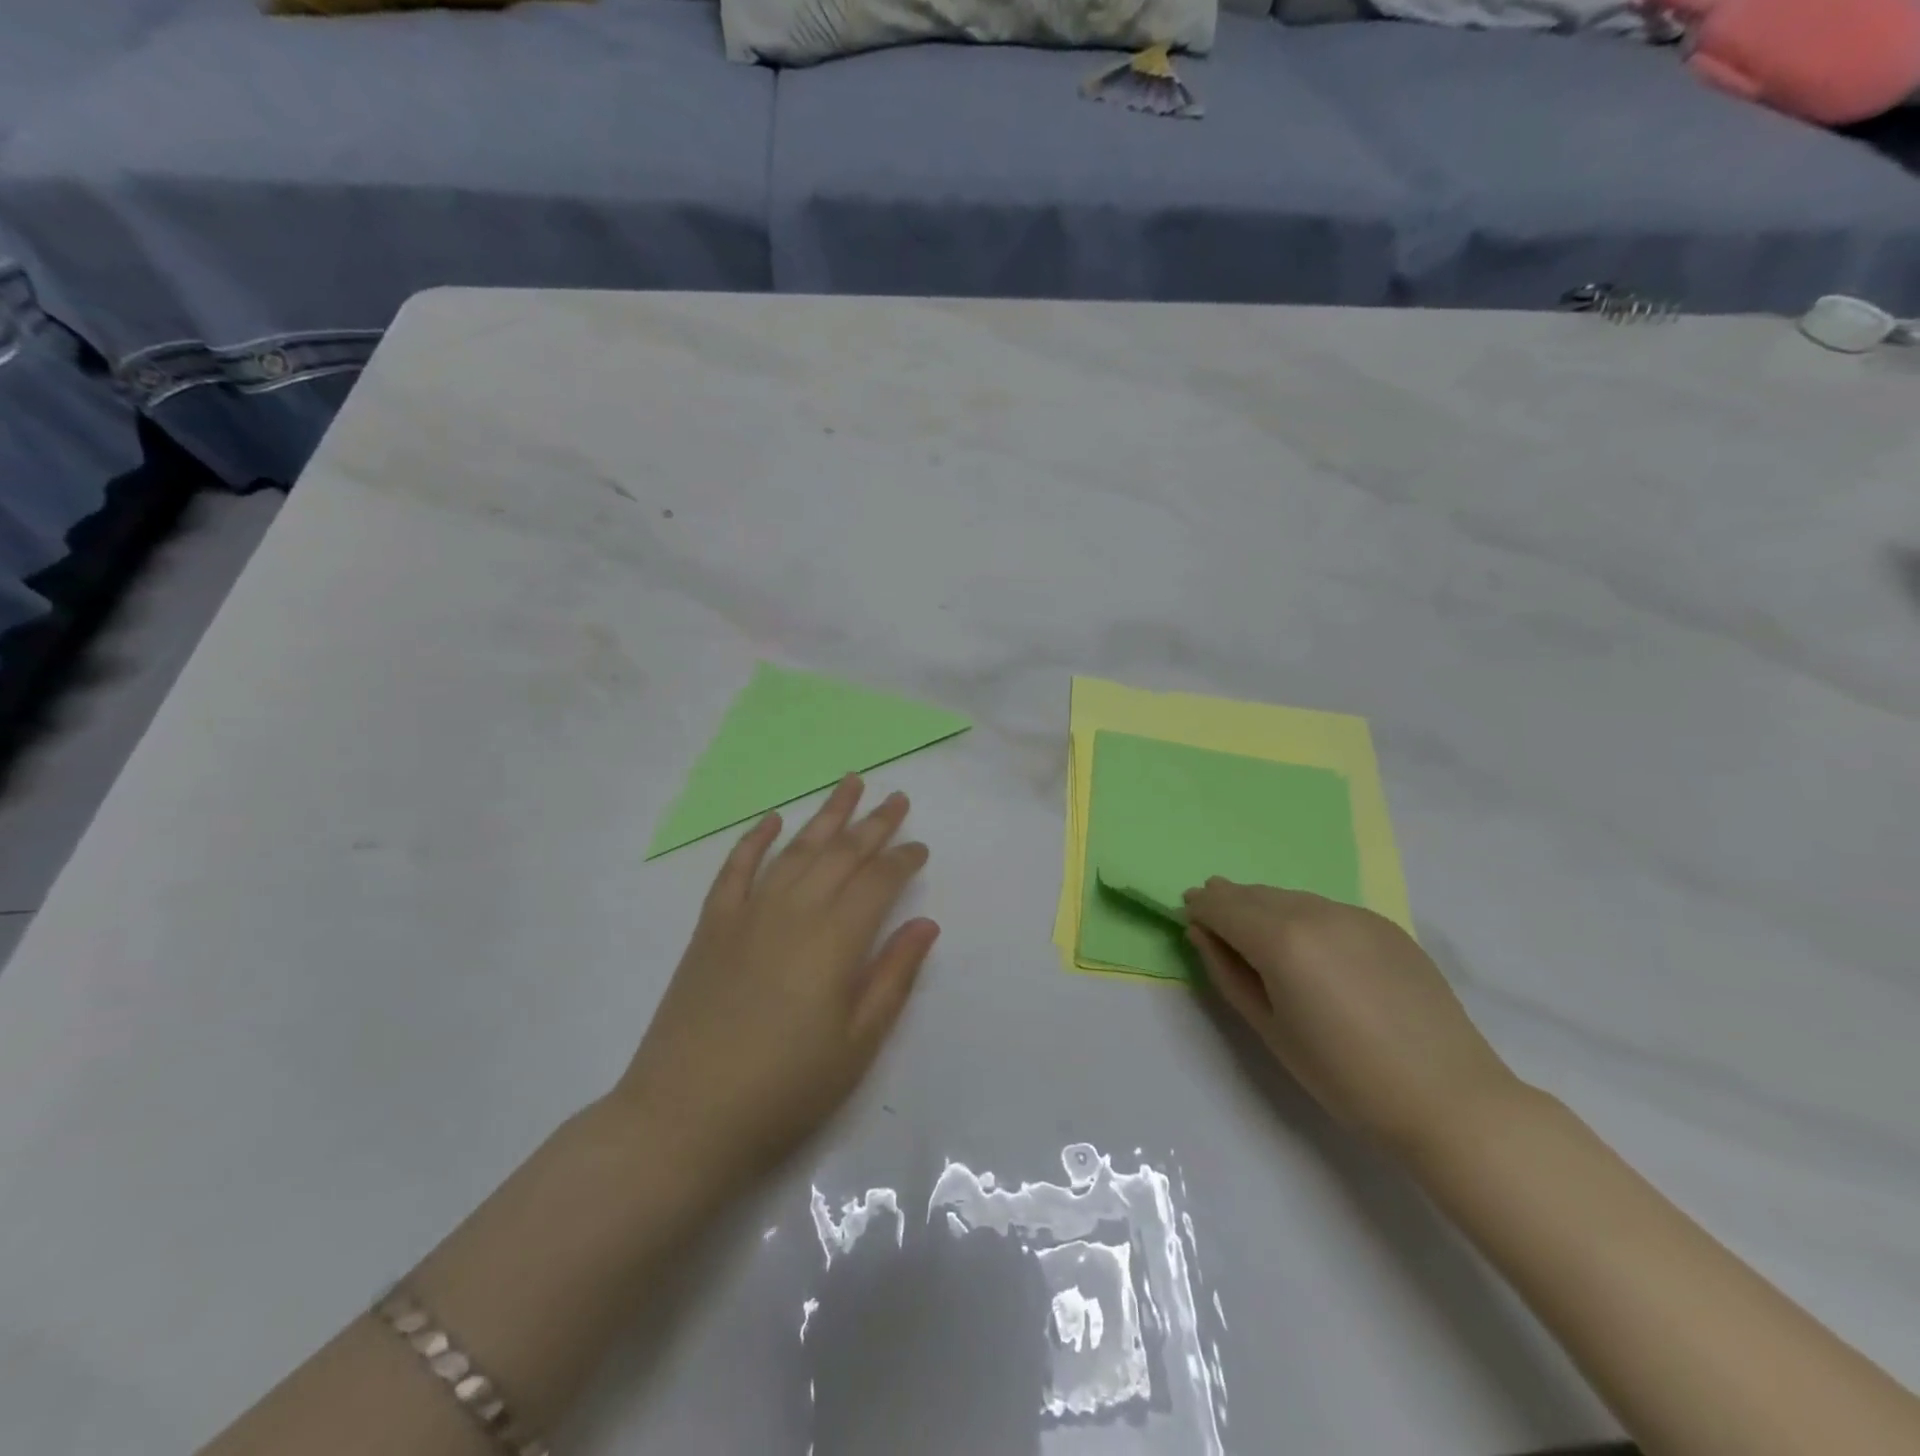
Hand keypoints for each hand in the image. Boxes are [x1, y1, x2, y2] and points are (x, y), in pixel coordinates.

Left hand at [609, 775, 938, 1195]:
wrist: (684, 1118)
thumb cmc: (785, 1089)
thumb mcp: (857, 1044)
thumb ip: (893, 976)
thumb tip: (924, 923)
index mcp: (835, 940)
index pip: (878, 882)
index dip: (903, 860)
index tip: (920, 847)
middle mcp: (794, 911)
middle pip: (841, 854)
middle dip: (874, 824)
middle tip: (897, 799)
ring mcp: (748, 913)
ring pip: (795, 849)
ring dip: (825, 815)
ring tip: (848, 783)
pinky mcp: (712, 926)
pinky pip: (736, 868)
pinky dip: (755, 840)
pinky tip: (772, 820)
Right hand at [1184, 880, 1518, 1156]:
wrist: (1449, 1099)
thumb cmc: (1344, 1076)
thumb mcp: (1269, 1029)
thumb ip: (1227, 973)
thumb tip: (1201, 933)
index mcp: (1281, 940)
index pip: (1224, 906)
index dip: (1201, 906)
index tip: (1187, 911)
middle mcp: (1316, 913)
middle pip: (1256, 895)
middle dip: (1229, 901)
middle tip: (1212, 914)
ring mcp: (1355, 915)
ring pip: (1291, 897)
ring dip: (1264, 906)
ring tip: (1255, 928)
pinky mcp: (1386, 926)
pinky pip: (1326, 909)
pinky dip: (1302, 916)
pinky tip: (1307, 943)